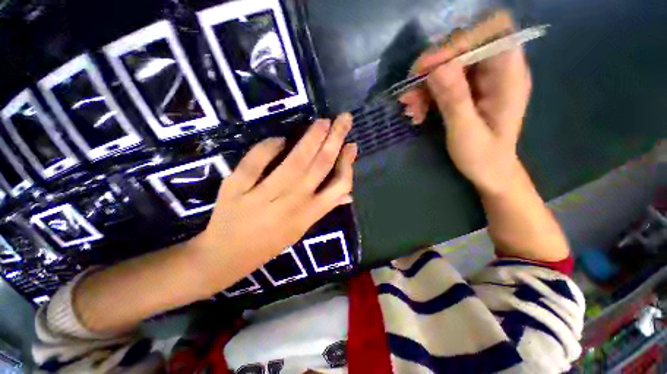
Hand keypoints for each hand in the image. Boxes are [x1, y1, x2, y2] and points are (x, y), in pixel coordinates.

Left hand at [191, 114, 356, 291]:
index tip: (351, 145)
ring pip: (294, 163)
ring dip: (311, 139)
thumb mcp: (302, 230)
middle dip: (334, 140)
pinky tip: (279, 138)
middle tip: (344, 119)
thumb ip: (324, 208)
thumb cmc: (269, 243)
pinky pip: (256, 162)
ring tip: (323, 122)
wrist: (226, 256)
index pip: (337, 186)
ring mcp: (263, 196)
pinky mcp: (237, 189)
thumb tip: (348, 194)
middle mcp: (291, 204)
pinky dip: (268, 147)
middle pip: (319, 167)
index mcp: (307, 215)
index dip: (347, 164)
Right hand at [400, 11, 530, 194]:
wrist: (489, 172)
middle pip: (463, 48)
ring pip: (447, 65)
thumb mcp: (466, 132)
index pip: (491, 34)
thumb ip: (455, 100)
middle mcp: (496, 70)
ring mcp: (479, 80)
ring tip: (410, 110)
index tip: (428, 67)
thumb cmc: (483, 157)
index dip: (458, 43)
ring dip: (423, 85)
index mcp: (509, 76)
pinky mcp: (466, 90)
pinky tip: (416, 112)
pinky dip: (425, 94)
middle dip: (432, 69)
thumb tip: (436, 68)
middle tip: (410, 94)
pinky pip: (441, 82)